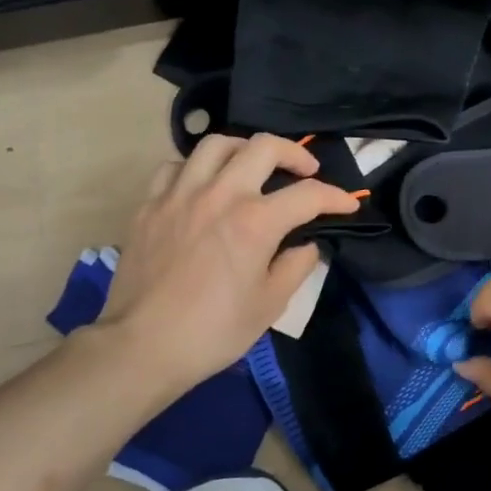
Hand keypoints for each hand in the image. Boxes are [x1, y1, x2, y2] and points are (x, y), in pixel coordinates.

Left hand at [95, 133, 358, 396]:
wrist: (142, 346)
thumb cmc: (213, 331)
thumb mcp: (270, 305)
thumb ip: (296, 266)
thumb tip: (306, 245)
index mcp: (255, 221)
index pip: (308, 194)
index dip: (336, 197)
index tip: (348, 205)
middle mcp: (219, 194)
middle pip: (263, 147)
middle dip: (295, 153)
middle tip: (305, 171)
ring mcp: (180, 195)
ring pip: (216, 144)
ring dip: (244, 149)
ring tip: (253, 167)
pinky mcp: (150, 205)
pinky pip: (176, 167)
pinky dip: (197, 168)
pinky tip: (205, 185)